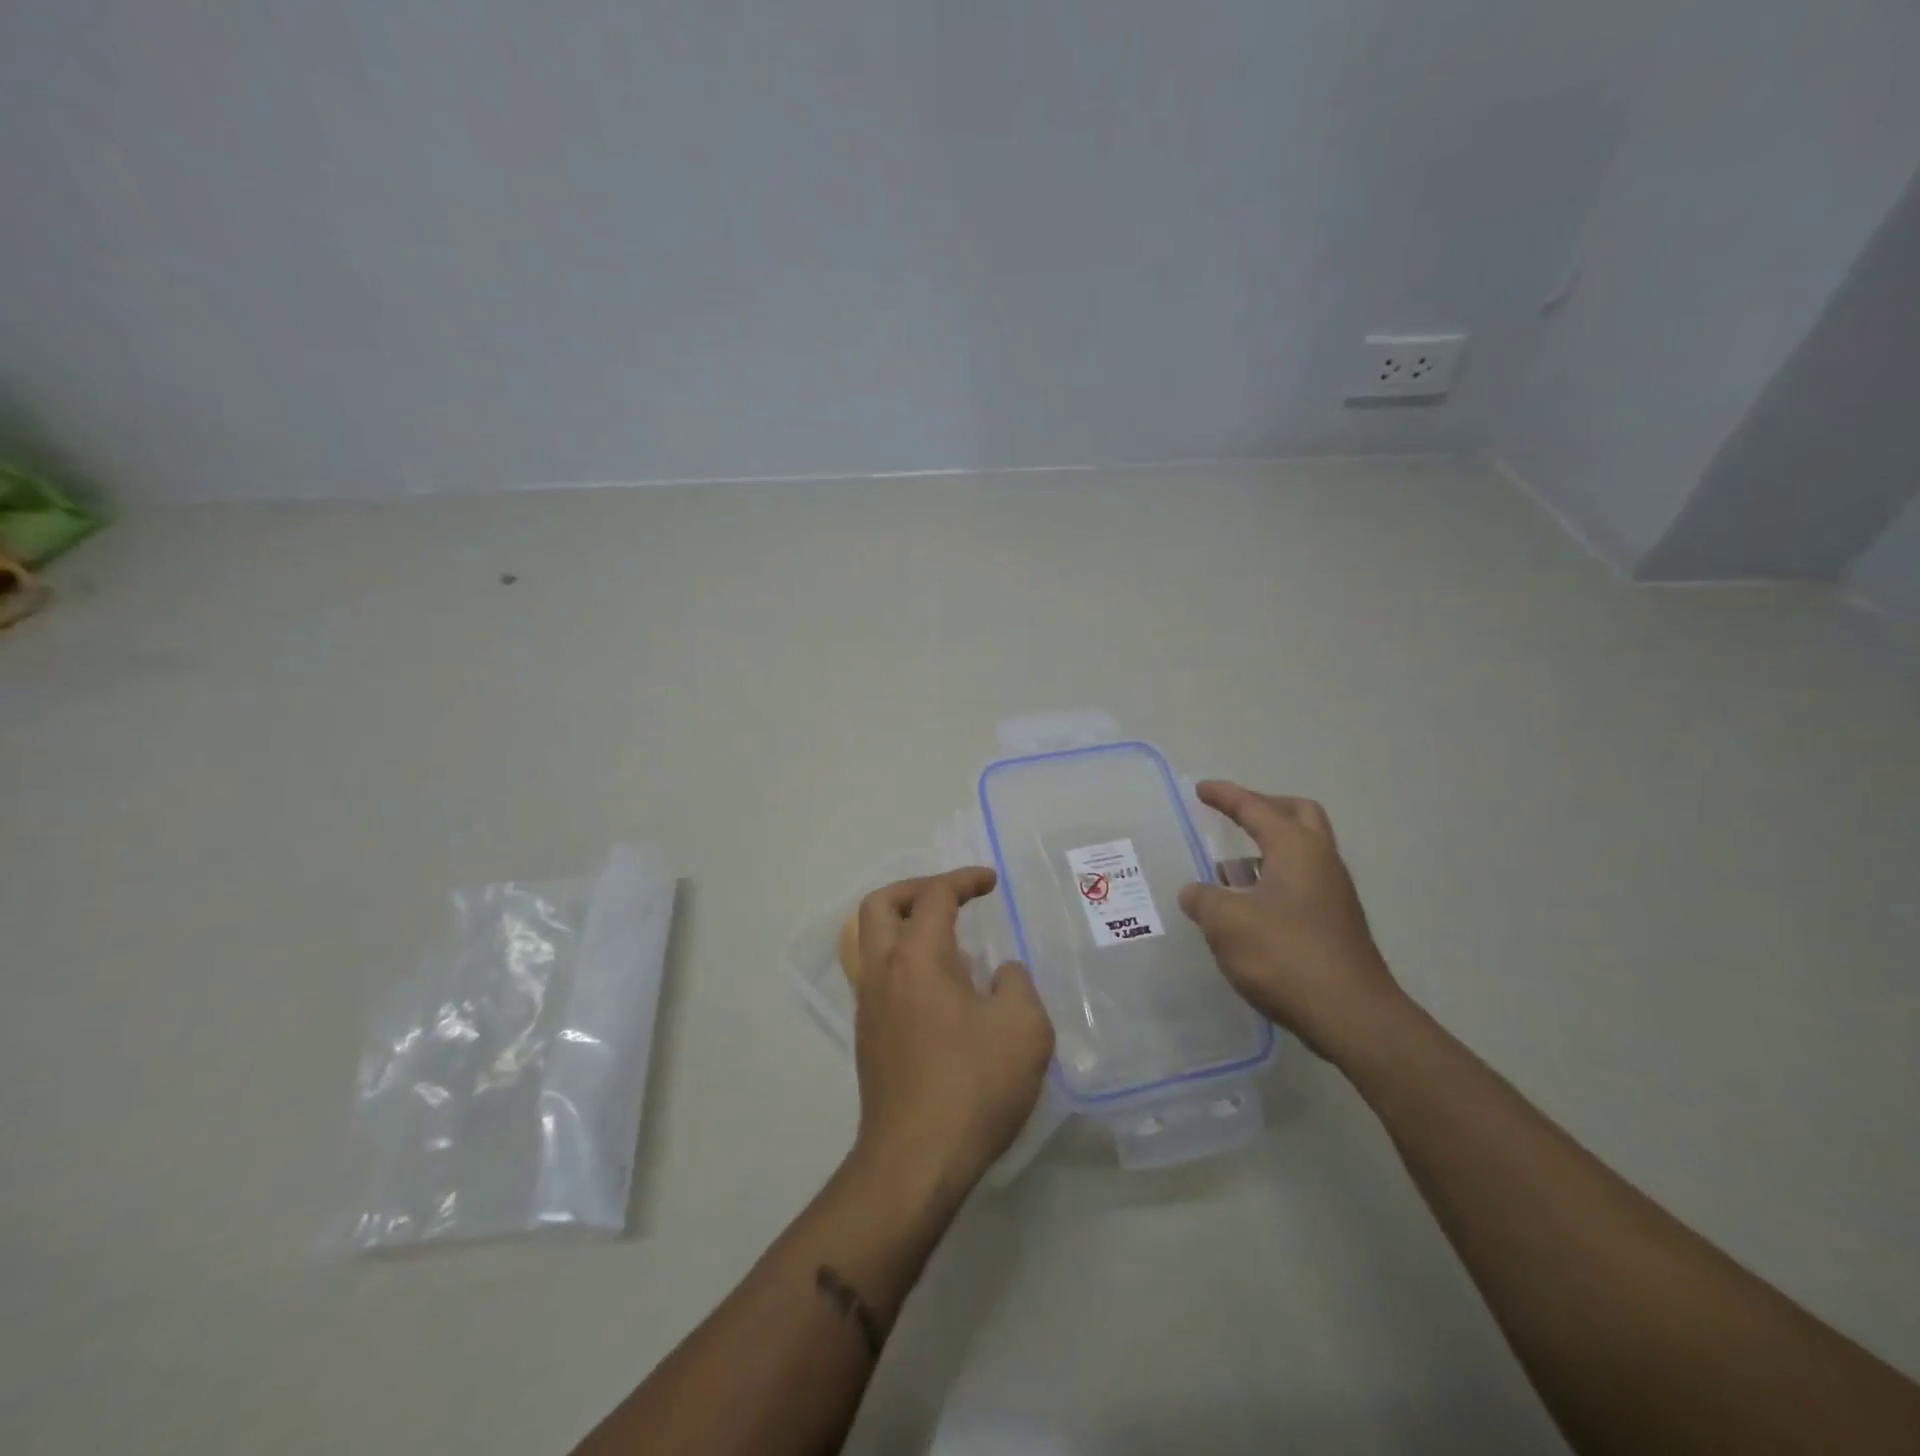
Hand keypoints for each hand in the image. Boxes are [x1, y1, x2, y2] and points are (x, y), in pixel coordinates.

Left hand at [849, 868, 1054, 1196]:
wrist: (915, 1161)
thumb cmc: (973, 1085)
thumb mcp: (1023, 1027)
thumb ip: (1017, 984)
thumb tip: (999, 974)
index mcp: (917, 957)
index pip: (935, 896)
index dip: (964, 879)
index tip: (990, 882)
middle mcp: (883, 971)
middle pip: (880, 905)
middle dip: (914, 889)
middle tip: (950, 897)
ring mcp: (869, 1006)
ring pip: (872, 942)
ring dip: (905, 926)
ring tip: (949, 942)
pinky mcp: (868, 1038)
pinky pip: (879, 976)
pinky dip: (904, 961)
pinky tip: (941, 990)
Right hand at [1179, 781, 1405, 1060]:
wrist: (1351, 1015)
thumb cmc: (1285, 956)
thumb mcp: (1227, 923)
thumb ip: (1204, 900)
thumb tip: (1195, 892)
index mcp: (1296, 848)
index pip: (1256, 808)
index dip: (1226, 796)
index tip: (1201, 790)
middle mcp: (1322, 861)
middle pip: (1297, 815)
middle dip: (1263, 808)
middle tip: (1233, 815)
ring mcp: (1334, 893)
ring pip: (1302, 851)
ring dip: (1267, 849)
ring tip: (1228, 868)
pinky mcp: (1335, 923)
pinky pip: (1302, 881)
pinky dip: (1274, 878)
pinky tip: (1248, 906)